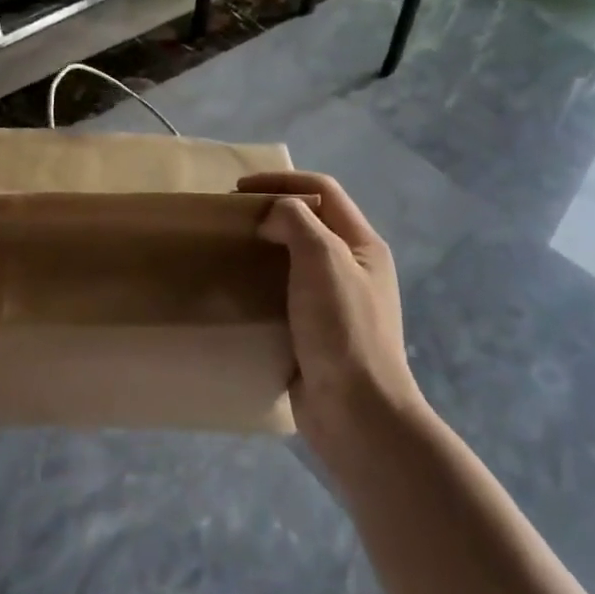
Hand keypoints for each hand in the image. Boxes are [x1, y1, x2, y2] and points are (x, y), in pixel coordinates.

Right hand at [238, 171, 423, 449]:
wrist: (356, 412)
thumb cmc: (342, 327)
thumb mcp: (323, 258)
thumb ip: (296, 221)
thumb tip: (273, 218)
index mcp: (363, 245)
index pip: (323, 191)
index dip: (283, 181)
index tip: (239, 190)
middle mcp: (352, 268)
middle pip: (310, 222)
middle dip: (272, 212)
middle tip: (233, 220)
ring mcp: (335, 302)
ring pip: (295, 259)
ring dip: (265, 249)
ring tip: (232, 252)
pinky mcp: (315, 333)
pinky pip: (286, 294)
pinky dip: (263, 285)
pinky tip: (240, 293)